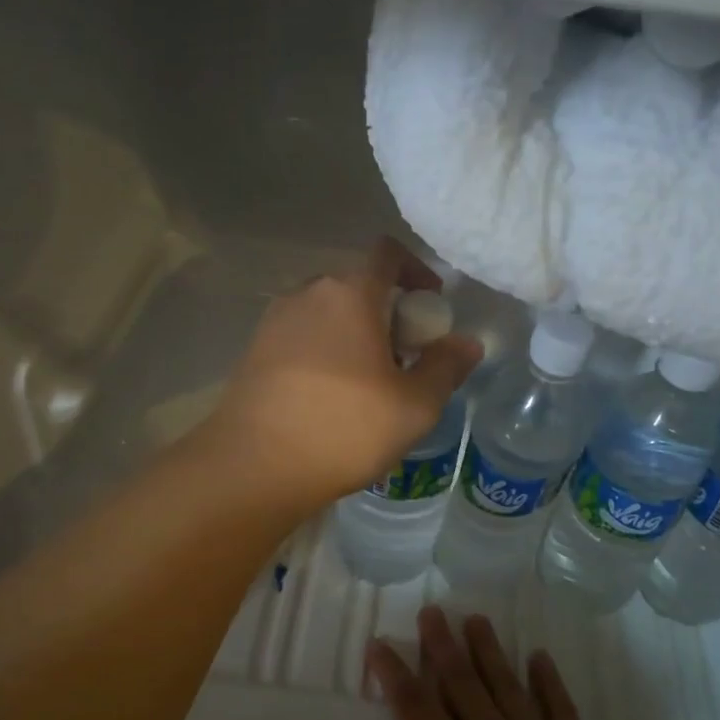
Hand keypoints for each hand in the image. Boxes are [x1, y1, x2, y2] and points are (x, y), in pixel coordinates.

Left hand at [201, 238, 480, 514]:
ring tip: (367, 381)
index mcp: (349, 294)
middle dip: (386, 309)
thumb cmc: (344, 428)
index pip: (387, 253)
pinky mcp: (253, 351)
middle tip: (404, 354)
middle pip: (356, 284)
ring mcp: (273, 321)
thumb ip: (446, 367)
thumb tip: (466, 342)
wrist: (253, 466)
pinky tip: (329, 396)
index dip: (415, 270)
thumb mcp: (414, 406)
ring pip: (325, 312)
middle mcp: (306, 294)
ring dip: (353, 332)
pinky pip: (300, 336)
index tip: (430, 305)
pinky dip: (323, 350)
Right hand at [342, 608, 639, 719]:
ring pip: (506, 684)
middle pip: (461, 682)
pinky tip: (540, 657)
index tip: (379, 643)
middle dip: (442, 644)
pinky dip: (549, 681)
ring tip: (476, 619)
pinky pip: (560, 707)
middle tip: (432, 610)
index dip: (394, 672)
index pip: (414, 705)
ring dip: (489, 650)